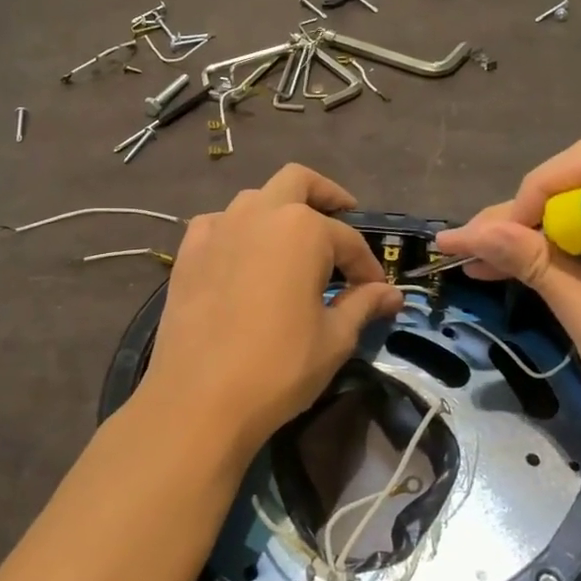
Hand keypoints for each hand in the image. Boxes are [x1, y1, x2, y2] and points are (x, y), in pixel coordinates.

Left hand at [134, 165, 403, 462]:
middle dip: (325, 194)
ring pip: (255, 199)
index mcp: (302, 229)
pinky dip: (238, 231)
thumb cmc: (279, 367)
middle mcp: (259, 213)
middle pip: (297, 181)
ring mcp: (218, 228)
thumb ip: (363, 304)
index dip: (367, 266)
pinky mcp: (188, 251)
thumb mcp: (334, 338)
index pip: (348, 240)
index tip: (377, 291)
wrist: (199, 398)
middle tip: (342, 215)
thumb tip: (391, 294)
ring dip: (279, 210)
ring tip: (293, 243)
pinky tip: (244, 258)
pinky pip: (219, 224)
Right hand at [434, 140, 580, 479]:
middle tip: (467, 246)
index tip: (493, 235)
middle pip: (577, 188)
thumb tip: (471, 232)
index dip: (533, 193)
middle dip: (520, 216)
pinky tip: (508, 266)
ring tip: (474, 258)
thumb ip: (536, 265)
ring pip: (574, 215)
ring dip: (526, 236)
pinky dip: (550, 255)